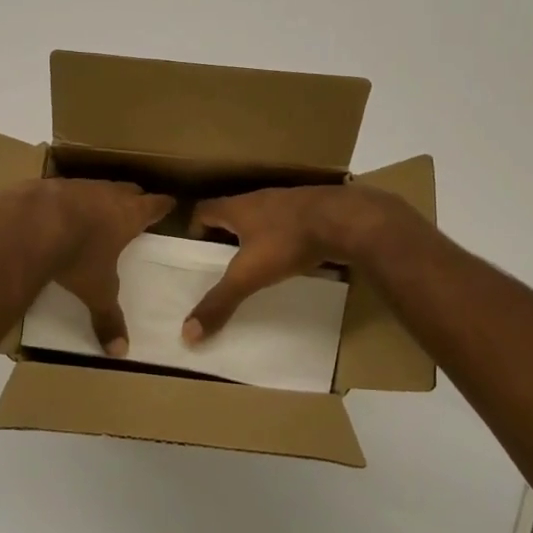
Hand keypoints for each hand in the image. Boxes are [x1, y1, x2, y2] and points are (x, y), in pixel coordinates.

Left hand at [42, 180, 174, 355]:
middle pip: (129, 189)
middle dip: (134, 198)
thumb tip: (120, 352)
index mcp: (129, 215)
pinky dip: (66, 200)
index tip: (169, 204)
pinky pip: (65, 190)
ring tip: (95, 212)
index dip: (163, 206)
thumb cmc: (78, 256)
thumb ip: (108, 318)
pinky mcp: (50, 185)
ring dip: (99, 197)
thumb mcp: (96, 291)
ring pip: (97, 187)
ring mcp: (79, 185)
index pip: (155, 205)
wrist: (32, 224)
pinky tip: (57, 214)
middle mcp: (108, 194)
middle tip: (136, 207)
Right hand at [183, 184, 411, 341]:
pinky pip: (289, 223)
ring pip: (262, 217)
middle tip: (221, 262)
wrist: (344, 220)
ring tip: (255, 262)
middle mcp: (259, 199)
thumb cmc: (287, 242)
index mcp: (237, 208)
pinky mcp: (313, 210)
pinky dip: (283, 238)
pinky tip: (290, 257)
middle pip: (232, 212)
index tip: (195, 251)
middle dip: (225, 235)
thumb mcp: (249, 275)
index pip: (204, 209)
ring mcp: (288, 202)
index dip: (195, 228)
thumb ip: (220, 302)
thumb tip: (187, 333)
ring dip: (255, 235)